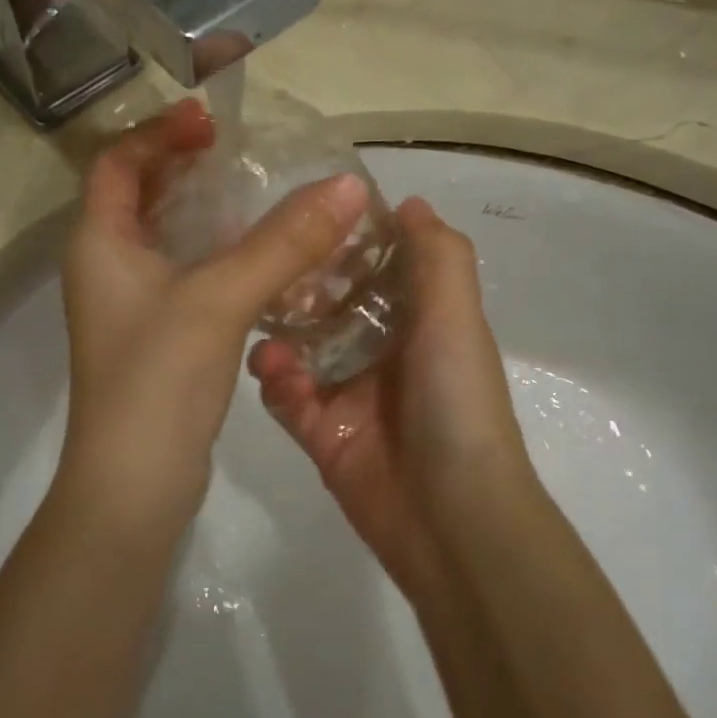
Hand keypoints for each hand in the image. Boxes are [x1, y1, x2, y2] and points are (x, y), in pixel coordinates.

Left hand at [57, 99, 370, 542]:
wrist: (134, 486)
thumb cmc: (158, 379)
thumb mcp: (220, 299)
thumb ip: (284, 242)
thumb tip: (347, 186)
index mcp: (98, 243)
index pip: (117, 162)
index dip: (159, 133)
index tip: (211, 121)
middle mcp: (107, 266)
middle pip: (141, 195)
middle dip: (185, 167)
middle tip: (240, 151)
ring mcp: (132, 304)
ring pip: (168, 238)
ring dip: (207, 212)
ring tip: (262, 193)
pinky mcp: (160, 335)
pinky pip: (188, 275)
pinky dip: (219, 255)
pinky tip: (266, 257)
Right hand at [248, 196, 537, 599]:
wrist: (452, 514)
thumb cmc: (456, 400)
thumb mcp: (457, 317)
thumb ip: (438, 256)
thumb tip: (408, 203)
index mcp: (419, 321)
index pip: (376, 267)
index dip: (344, 241)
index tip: (306, 215)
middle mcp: (383, 351)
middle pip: (330, 303)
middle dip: (299, 283)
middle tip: (265, 264)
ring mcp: (349, 393)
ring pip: (300, 346)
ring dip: (279, 330)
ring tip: (260, 318)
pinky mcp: (320, 431)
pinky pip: (285, 395)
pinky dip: (275, 380)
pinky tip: (272, 370)